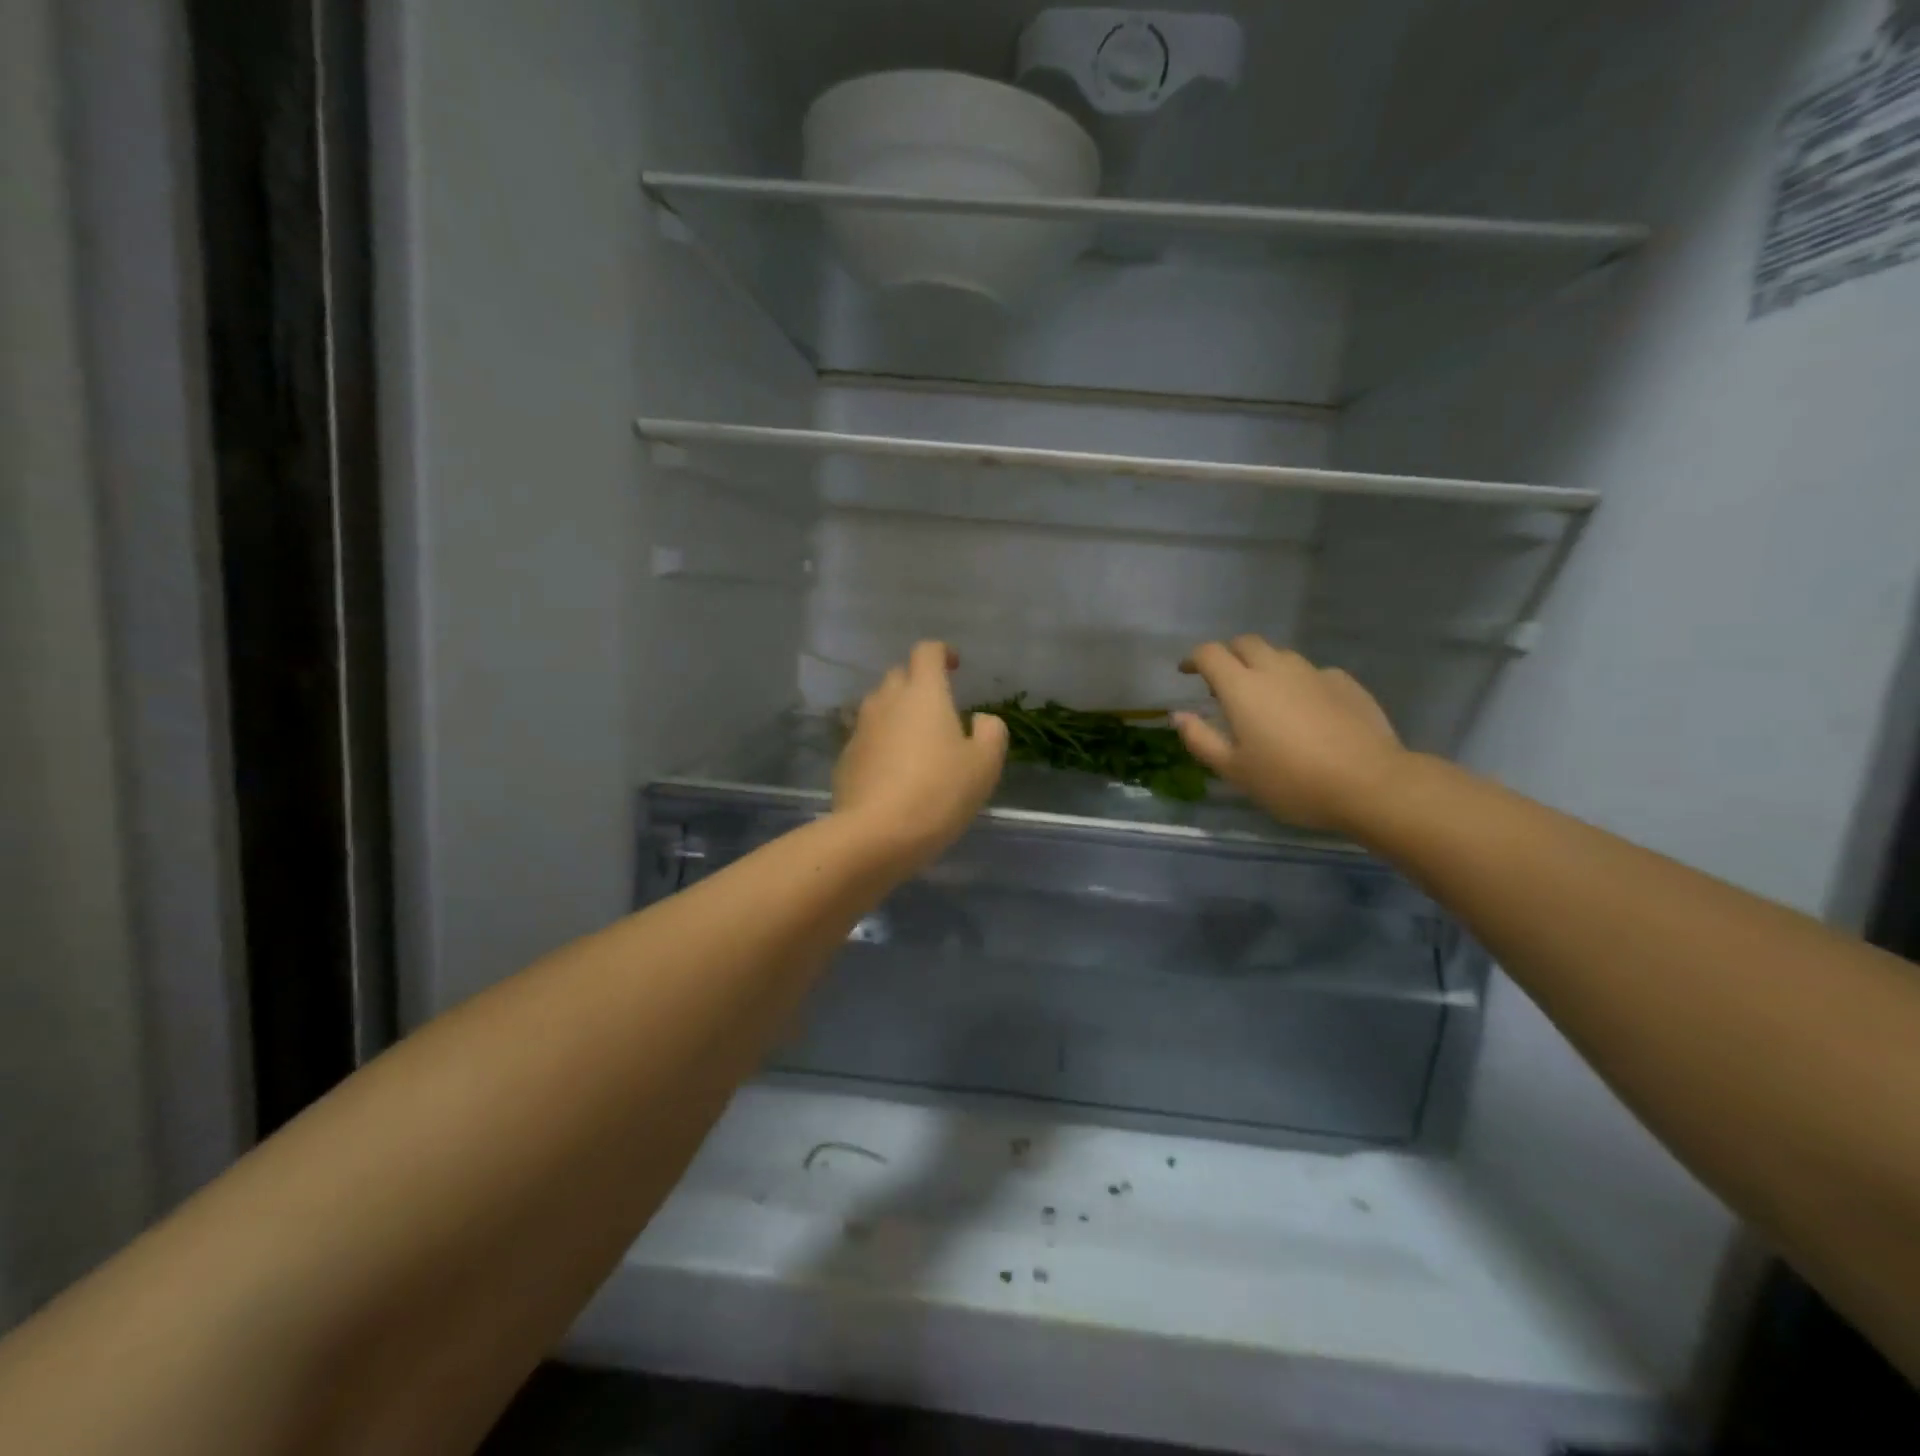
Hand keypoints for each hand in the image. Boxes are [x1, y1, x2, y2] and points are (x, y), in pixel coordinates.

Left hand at [834, 642, 1008, 865]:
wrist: (876, 834)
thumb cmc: (939, 793)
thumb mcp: (984, 765)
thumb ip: (991, 732)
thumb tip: (980, 719)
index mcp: (923, 694)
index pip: (927, 651)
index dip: (942, 653)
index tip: (954, 667)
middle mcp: (887, 701)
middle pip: (899, 675)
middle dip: (918, 683)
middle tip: (938, 710)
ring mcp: (860, 729)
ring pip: (879, 706)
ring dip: (897, 714)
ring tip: (915, 742)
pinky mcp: (845, 758)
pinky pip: (866, 738)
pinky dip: (881, 743)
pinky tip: (893, 772)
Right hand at [1174, 637, 1406, 833]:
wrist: (1369, 783)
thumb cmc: (1291, 781)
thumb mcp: (1234, 771)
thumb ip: (1201, 740)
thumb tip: (1179, 715)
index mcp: (1242, 687)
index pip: (1210, 654)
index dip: (1193, 659)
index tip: (1186, 672)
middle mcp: (1276, 669)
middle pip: (1245, 643)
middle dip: (1228, 655)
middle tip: (1222, 683)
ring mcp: (1314, 673)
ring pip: (1280, 655)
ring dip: (1263, 666)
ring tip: (1264, 697)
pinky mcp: (1345, 683)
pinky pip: (1312, 672)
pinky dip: (1297, 682)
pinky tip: (1305, 710)